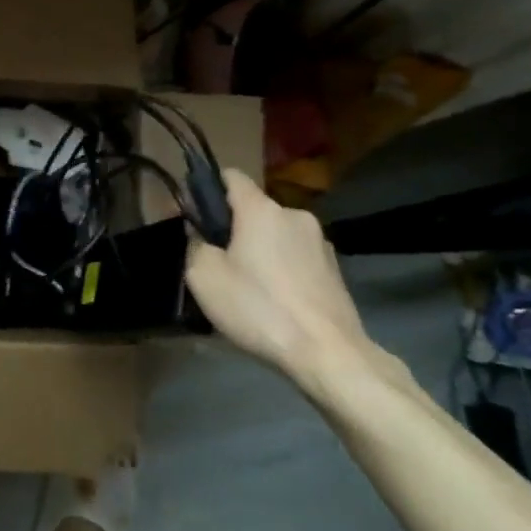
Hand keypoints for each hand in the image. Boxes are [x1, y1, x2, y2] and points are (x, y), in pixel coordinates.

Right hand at [184, 170, 395, 388]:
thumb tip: (198, 233)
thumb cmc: (259, 308)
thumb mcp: (204, 277)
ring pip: (277, 235)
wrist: (328, 354)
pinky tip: (276, 302)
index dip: (208, 189)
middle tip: (219, 263)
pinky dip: (282, 270)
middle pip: (254, 209)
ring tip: (249, 288)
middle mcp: (294, 215)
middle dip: (234, 228)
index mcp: (261, 209)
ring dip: (261, 250)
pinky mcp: (336, 270)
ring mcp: (320, 242)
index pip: (231, 176)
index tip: (196, 216)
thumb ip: (194, 244)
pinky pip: (297, 258)